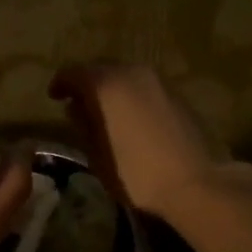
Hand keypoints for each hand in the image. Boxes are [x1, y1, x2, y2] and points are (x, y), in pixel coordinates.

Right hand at [50, 63, 232, 220]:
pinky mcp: (178, 94)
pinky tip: (131, 118)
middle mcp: (132, 72)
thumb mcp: (98, 155)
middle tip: (78, 104)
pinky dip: (132, 96)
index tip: (54, 97)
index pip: (74, 72)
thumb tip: (75, 108)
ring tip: (105, 112)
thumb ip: (83, 125)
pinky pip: (144, 87)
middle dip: (87, 84)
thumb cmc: (137, 173)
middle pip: (101, 69)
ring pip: (126, 76)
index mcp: (106, 84)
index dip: (61, 84)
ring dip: (112, 89)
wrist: (196, 183)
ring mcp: (158, 81)